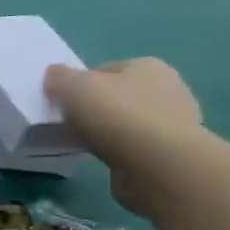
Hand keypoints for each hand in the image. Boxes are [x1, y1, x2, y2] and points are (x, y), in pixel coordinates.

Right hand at [45, 58, 202, 216]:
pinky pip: (134, 146)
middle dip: (95, 108)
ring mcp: (174, 121)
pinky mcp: (170, 151)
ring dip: (108, 132)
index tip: (60, 103)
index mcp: (147, 65)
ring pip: (126, 122)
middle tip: (69, 125)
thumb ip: (59, 77)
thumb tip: (55, 75)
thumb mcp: (73, 86)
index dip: (78, 85)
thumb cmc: (116, 115)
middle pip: (117, 95)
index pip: (103, 70)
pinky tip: (105, 159)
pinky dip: (119, 151)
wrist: (156, 165)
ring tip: (85, 145)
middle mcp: (168, 87)